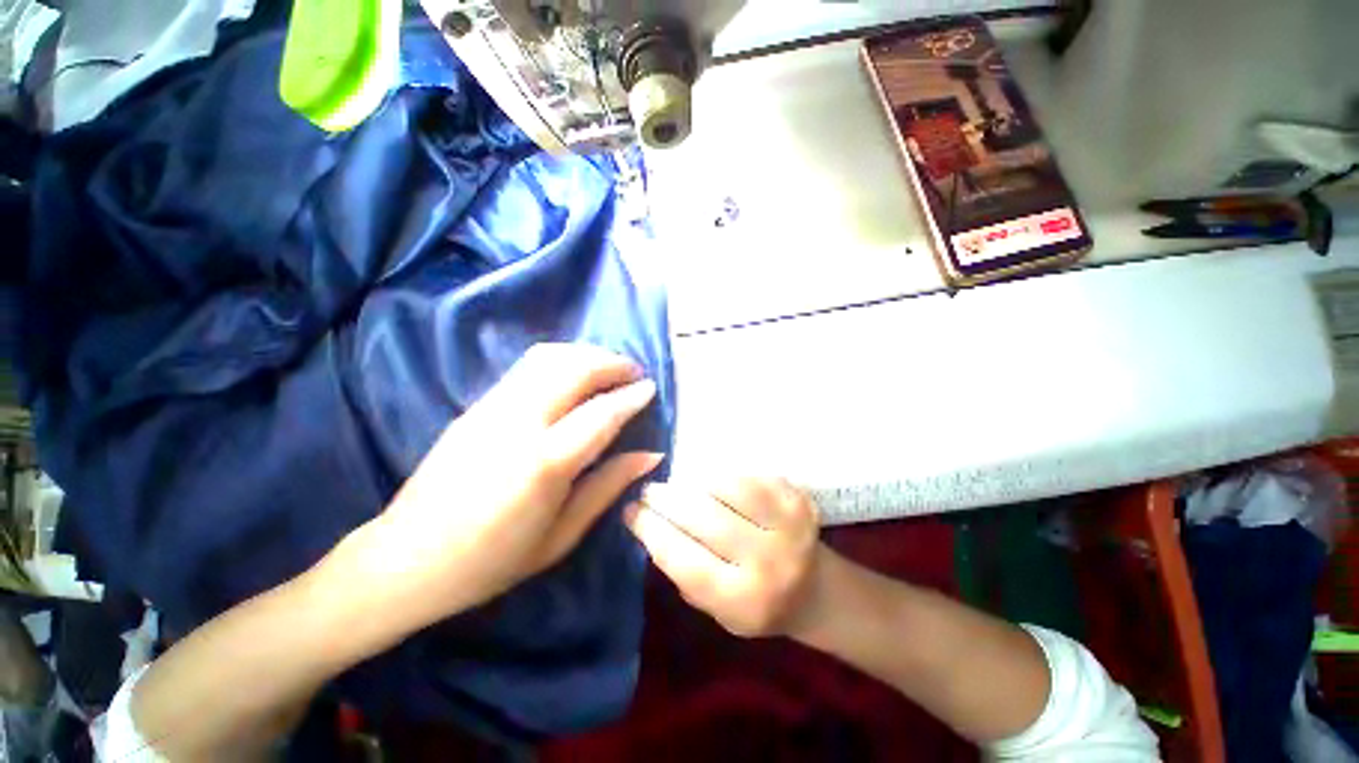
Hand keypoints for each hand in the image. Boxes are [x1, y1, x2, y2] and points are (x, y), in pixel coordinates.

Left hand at [342, 343, 662, 627]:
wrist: (406, 559)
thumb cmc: (492, 561)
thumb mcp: (562, 536)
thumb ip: (609, 485)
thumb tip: (651, 454)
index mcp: (544, 463)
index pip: (601, 413)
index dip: (631, 396)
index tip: (652, 388)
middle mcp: (518, 423)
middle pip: (574, 370)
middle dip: (612, 363)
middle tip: (635, 372)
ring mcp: (491, 408)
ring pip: (548, 358)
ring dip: (586, 354)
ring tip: (609, 366)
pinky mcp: (476, 405)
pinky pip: (527, 366)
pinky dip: (561, 359)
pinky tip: (574, 373)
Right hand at [625, 478, 822, 636]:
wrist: (816, 591)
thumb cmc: (758, 605)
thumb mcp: (716, 610)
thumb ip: (684, 572)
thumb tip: (649, 524)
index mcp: (744, 601)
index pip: (684, 560)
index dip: (652, 531)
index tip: (630, 510)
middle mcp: (768, 562)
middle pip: (703, 517)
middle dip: (666, 499)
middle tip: (649, 490)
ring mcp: (788, 525)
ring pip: (726, 487)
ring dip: (694, 482)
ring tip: (678, 483)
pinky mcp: (798, 500)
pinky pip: (749, 475)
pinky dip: (723, 474)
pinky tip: (711, 480)